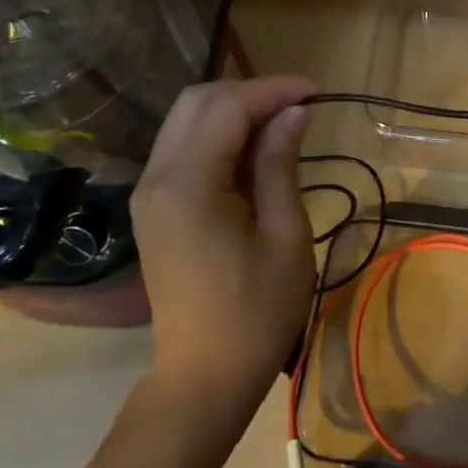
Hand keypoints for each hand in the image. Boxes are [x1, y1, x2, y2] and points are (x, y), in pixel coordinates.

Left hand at [131, 76, 316, 414]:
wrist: (205, 377)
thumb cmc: (257, 312)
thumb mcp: (285, 234)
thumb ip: (281, 163)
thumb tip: (294, 112)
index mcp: (189, 184)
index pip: (228, 107)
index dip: (273, 90)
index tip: (317, 92)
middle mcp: (158, 177)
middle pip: (198, 101)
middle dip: (251, 92)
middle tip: (298, 108)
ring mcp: (150, 192)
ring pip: (187, 119)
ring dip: (234, 110)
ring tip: (282, 125)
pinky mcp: (154, 206)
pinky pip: (184, 147)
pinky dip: (219, 135)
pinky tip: (254, 151)